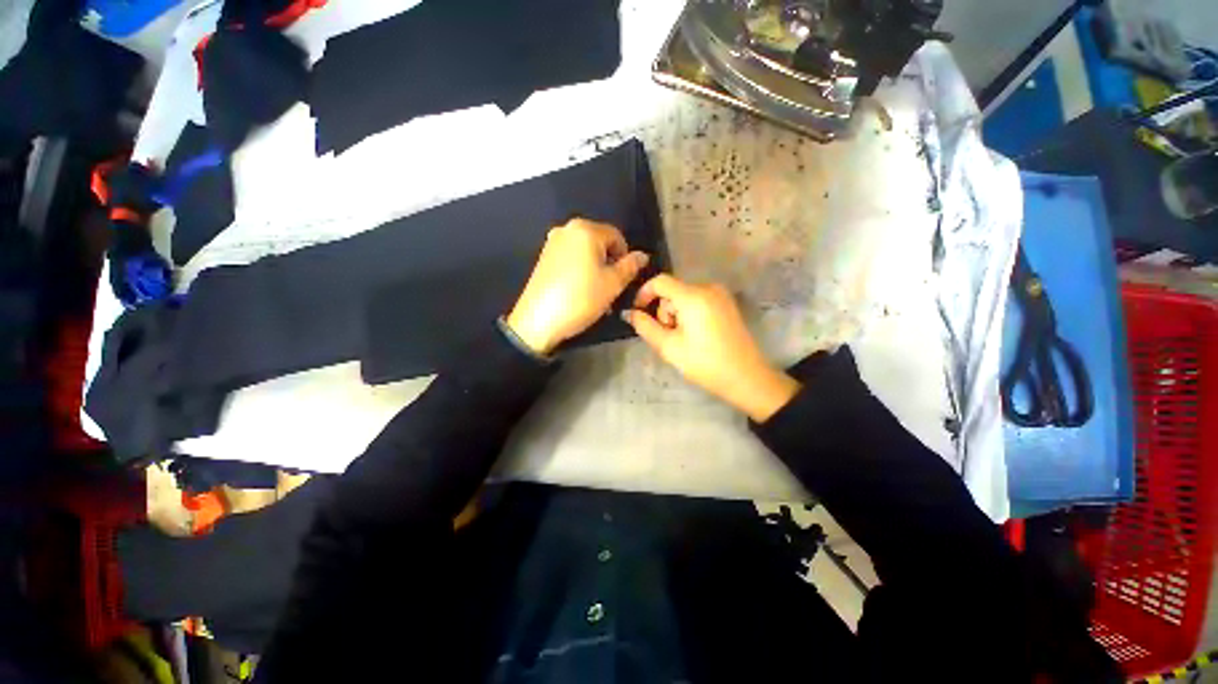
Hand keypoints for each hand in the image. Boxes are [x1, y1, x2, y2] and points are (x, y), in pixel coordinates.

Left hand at [506, 218, 649, 354]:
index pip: (616, 236)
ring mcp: (552, 243)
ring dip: (596, 269)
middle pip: (599, 243)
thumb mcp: (613, 284)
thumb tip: (642, 255)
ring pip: (585, 252)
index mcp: (585, 229)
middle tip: (612, 288)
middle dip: (609, 263)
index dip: (625, 257)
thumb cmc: (581, 298)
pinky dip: (580, 271)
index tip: (625, 279)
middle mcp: (567, 229)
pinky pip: (570, 259)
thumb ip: (630, 266)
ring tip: (597, 293)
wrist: (539, 320)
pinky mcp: (543, 258)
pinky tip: (580, 291)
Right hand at [625, 275, 799, 421]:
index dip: (644, 293)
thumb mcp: (669, 347)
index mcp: (693, 296)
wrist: (746, 377)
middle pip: (673, 291)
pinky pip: (698, 301)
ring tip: (684, 340)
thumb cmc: (704, 363)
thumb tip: (630, 313)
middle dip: (664, 312)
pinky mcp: (727, 304)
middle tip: (670, 338)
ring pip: (684, 297)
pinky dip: (690, 315)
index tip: (638, 312)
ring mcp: (720, 295)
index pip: (660, 281)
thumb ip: (645, 326)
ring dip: (677, 315)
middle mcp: (708, 288)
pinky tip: (696, 336)